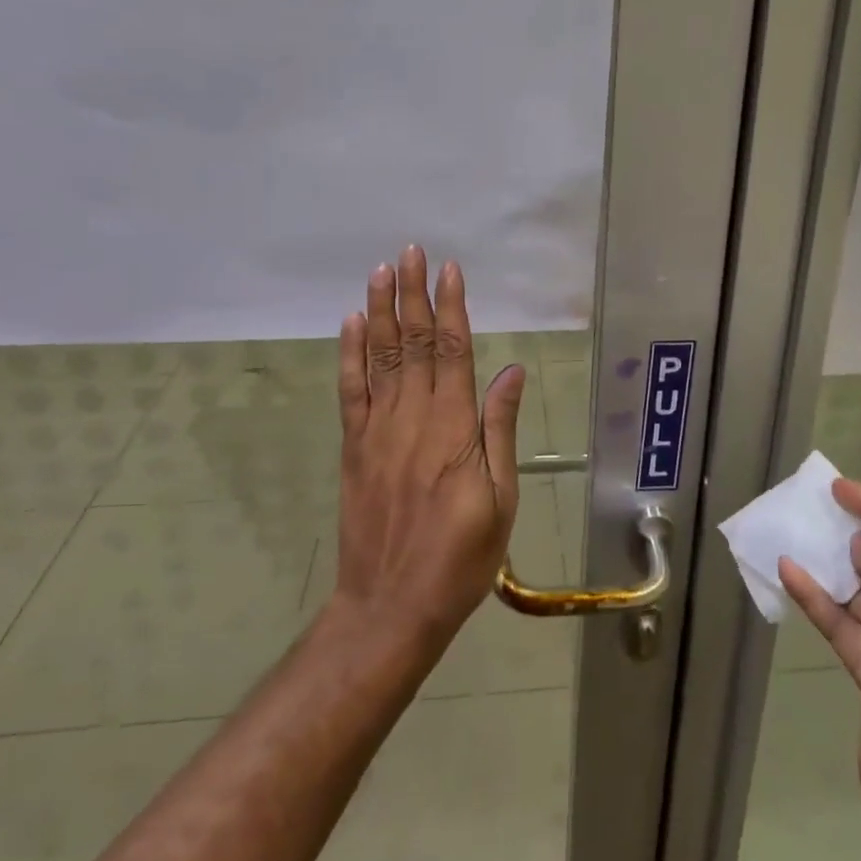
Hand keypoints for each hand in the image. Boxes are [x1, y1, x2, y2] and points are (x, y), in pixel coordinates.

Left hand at [332, 246, 525, 654]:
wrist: (391, 607)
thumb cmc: (460, 558)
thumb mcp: (500, 499)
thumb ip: (500, 430)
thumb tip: (511, 371)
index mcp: (453, 428)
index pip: (452, 351)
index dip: (451, 307)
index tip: (450, 270)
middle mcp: (413, 417)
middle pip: (413, 343)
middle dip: (413, 294)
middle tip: (411, 252)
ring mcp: (378, 430)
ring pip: (380, 357)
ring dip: (381, 311)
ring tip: (381, 271)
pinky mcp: (355, 447)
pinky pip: (350, 392)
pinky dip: (349, 355)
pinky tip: (351, 323)